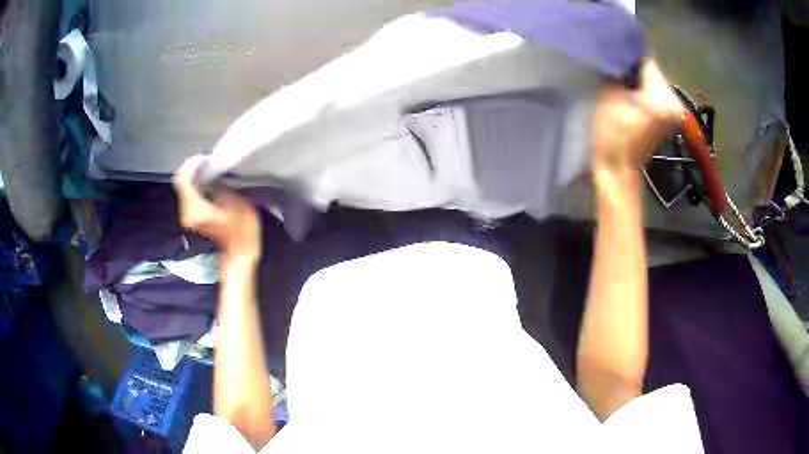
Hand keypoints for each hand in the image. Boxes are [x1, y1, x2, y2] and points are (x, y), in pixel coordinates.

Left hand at [173, 156, 260, 263]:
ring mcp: (187, 215)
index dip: (193, 164)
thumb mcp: (239, 205)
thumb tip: (214, 180)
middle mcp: (186, 211)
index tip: (206, 158)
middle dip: (193, 167)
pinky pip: (189, 193)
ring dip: (195, 174)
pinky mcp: (192, 216)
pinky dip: (196, 183)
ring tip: (209, 167)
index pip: (184, 179)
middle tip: (207, 160)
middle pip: (181, 181)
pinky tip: (208, 179)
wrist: (238, 257)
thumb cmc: (241, 234)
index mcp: (195, 208)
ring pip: (184, 186)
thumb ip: (222, 188)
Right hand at [592, 61, 684, 195]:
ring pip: (655, 83)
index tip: (614, 52)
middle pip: (653, 72)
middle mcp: (674, 103)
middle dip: (635, 68)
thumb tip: (619, 54)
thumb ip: (617, 70)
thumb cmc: (612, 134)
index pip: (647, 61)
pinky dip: (645, 92)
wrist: (619, 170)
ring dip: (639, 80)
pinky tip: (631, 95)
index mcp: (662, 97)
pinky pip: (657, 96)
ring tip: (622, 81)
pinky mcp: (669, 119)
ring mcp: (674, 113)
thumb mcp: (609, 95)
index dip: (628, 54)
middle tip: (616, 68)